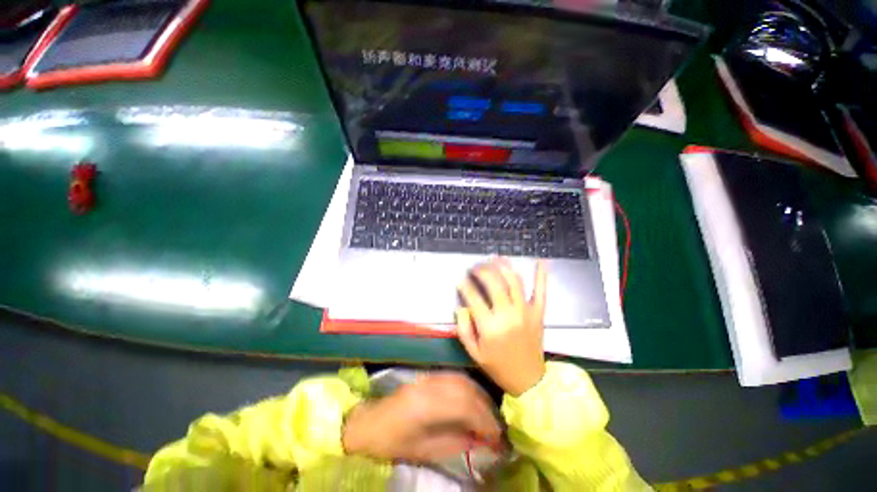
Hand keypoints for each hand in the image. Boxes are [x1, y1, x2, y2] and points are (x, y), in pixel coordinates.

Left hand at [342, 372, 501, 462]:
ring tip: (490, 414)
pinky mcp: (428, 376)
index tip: (499, 437)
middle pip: (466, 390)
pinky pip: (455, 378)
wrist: (369, 423)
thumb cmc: (392, 443)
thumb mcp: (423, 451)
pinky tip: (475, 400)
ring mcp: (429, 377)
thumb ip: (454, 443)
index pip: (465, 407)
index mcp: (426, 406)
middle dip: (486, 408)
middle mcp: (430, 385)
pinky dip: (469, 388)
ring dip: (479, 396)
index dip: (485, 421)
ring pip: (462, 380)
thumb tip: (481, 441)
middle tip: (498, 427)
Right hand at [456, 258, 547, 396]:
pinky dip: (541, 275)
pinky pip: (541, 291)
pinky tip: (541, 260)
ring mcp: (525, 311)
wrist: (529, 380)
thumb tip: (461, 307)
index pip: (473, 297)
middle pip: (494, 283)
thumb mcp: (474, 352)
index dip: (464, 285)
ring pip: (514, 281)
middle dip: (482, 270)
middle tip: (476, 267)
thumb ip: (464, 329)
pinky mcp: (538, 312)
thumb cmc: (498, 366)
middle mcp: (508, 315)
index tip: (461, 279)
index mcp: (490, 327)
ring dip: (503, 266)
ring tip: (495, 258)